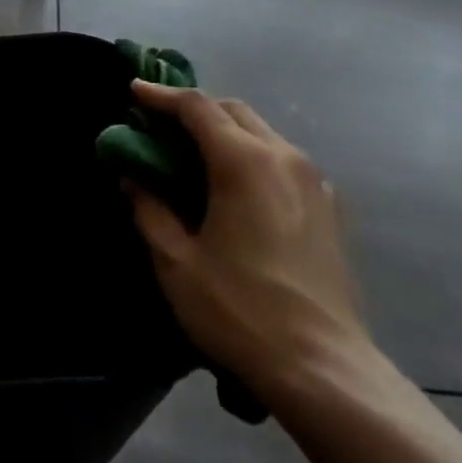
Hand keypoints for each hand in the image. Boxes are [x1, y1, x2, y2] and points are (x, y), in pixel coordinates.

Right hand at [125, 82, 367, 413]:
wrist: (324, 370)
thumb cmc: (240, 312)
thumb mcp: (176, 262)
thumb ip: (149, 210)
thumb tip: (132, 178)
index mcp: (243, 162)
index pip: (197, 107)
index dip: (161, 95)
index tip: (133, 91)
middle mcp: (283, 157)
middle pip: (233, 110)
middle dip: (194, 108)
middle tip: (160, 123)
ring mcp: (313, 181)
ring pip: (261, 132)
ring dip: (225, 130)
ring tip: (194, 152)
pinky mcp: (329, 208)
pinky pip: (283, 160)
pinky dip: (252, 155)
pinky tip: (237, 186)